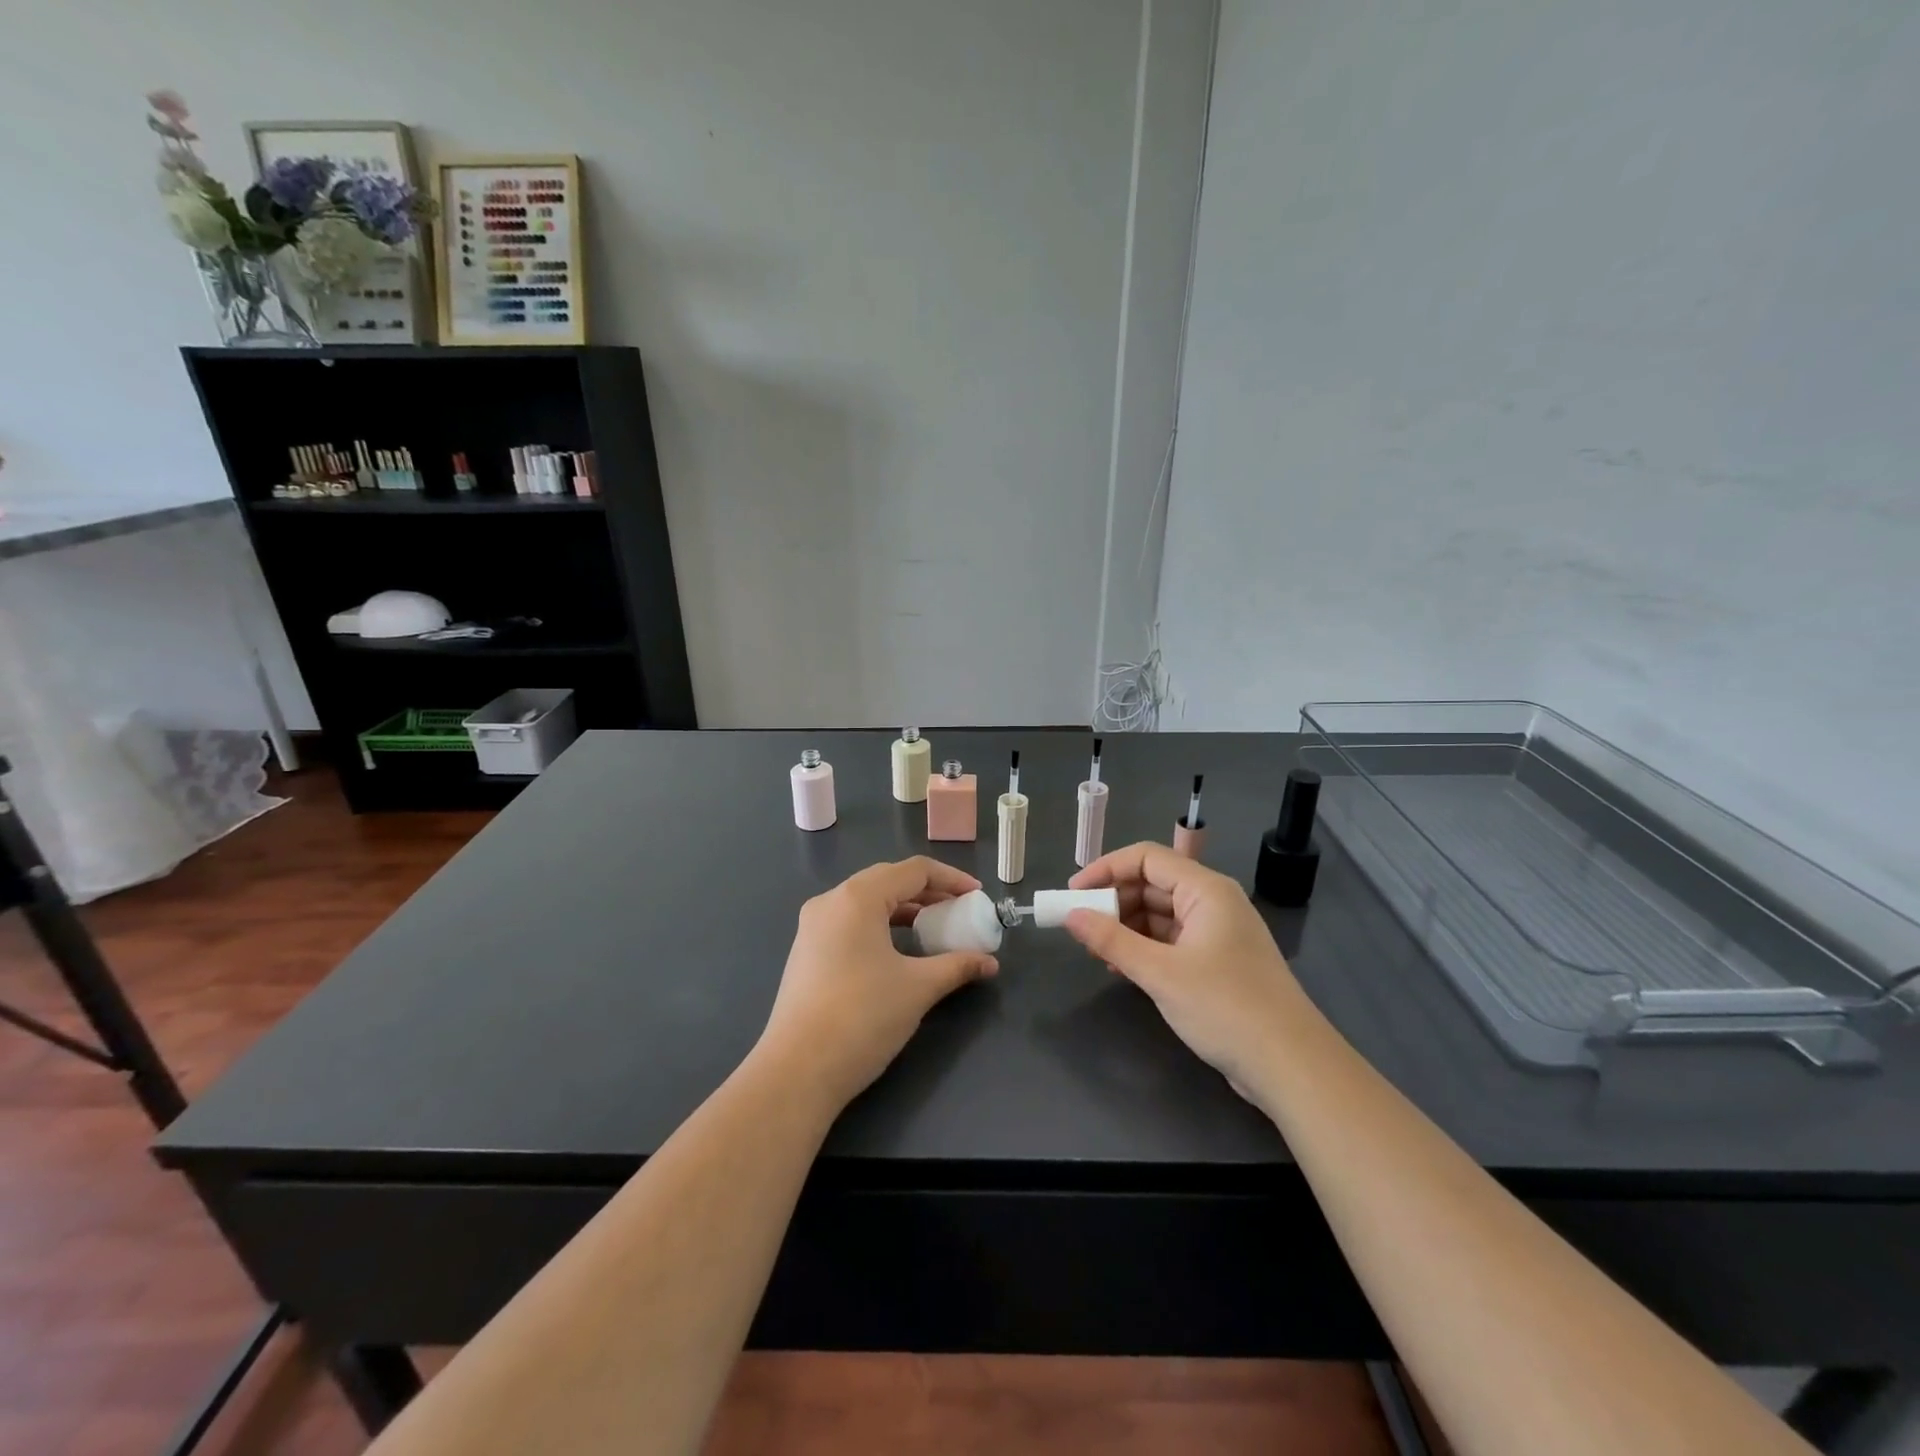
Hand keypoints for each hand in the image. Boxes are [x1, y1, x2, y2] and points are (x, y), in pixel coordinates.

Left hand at [759, 858, 998, 1111]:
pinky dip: (881, 925)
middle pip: (888, 880)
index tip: (977, 896)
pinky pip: (851, 922)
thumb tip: (990, 963)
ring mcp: (813, 926)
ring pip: (867, 902)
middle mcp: (831, 901)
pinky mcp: (806, 951)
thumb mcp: (918, 988)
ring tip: (934, 928)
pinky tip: (898, 950)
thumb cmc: (863, 1017)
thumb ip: (957, 966)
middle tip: (959, 910)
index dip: (951, 879)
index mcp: (858, 897)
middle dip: (928, 892)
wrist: (797, 1071)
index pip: (913, 871)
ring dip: (904, 909)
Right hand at [1064, 842, 1313, 1099]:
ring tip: (1095, 950)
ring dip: (1126, 927)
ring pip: (1160, 914)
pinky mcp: (1217, 962)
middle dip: (1113, 901)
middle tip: (1080, 927)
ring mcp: (1217, 933)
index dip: (1106, 869)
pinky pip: (1171, 940)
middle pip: (1152, 884)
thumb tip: (1071, 915)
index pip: (1147, 858)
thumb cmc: (1226, 1008)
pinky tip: (1120, 967)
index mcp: (1206, 890)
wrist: (1292, 1066)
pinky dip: (1144, 948)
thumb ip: (1112, 941)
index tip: (1073, 893)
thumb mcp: (1161, 973)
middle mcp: (1212, 902)